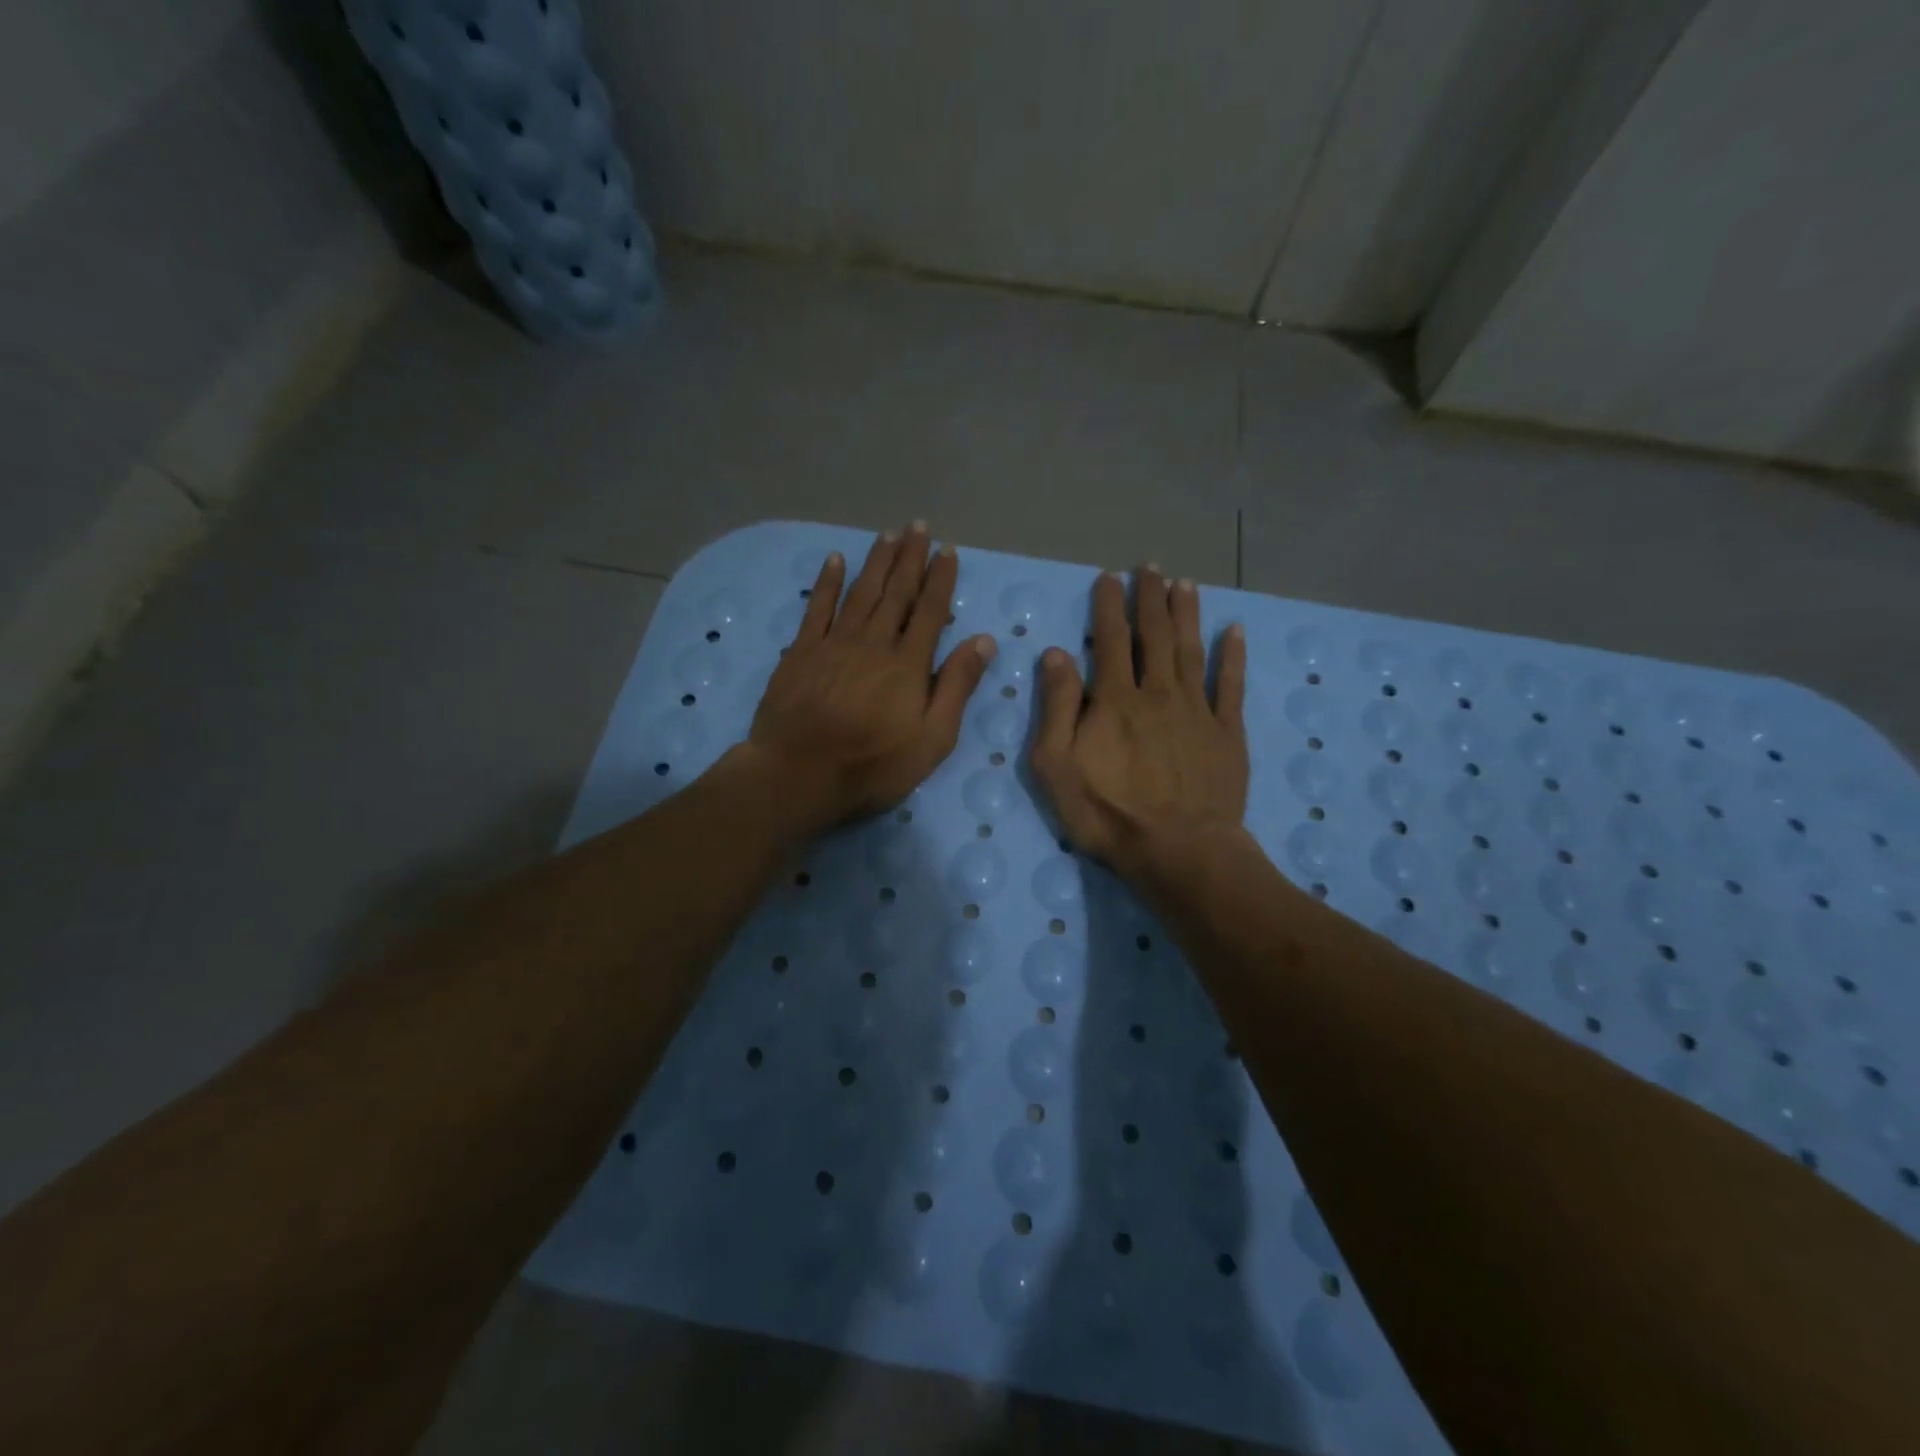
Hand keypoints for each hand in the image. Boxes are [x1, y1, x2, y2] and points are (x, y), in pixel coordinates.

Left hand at [748, 523, 996, 829]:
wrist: (799, 775)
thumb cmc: (873, 765)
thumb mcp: (932, 739)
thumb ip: (957, 687)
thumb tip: (983, 640)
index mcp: (908, 664)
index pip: (929, 611)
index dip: (940, 579)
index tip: (947, 551)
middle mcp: (873, 642)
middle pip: (895, 592)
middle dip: (910, 558)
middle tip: (918, 527)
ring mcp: (834, 643)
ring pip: (860, 592)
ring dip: (876, 562)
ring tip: (888, 534)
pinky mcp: (801, 652)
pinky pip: (817, 607)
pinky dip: (826, 582)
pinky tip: (834, 560)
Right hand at [1030, 566, 1248, 878]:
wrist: (1178, 850)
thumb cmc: (1107, 813)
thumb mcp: (1057, 765)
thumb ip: (1056, 707)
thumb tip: (1057, 654)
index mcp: (1114, 699)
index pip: (1109, 640)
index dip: (1108, 606)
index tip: (1109, 577)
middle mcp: (1157, 693)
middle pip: (1154, 635)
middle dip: (1150, 598)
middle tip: (1150, 567)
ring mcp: (1197, 711)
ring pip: (1191, 650)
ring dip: (1187, 614)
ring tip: (1185, 584)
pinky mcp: (1226, 733)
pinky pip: (1231, 686)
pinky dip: (1233, 657)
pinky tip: (1234, 632)